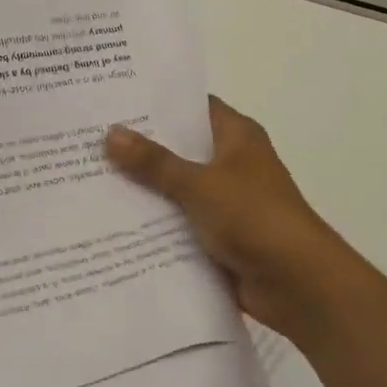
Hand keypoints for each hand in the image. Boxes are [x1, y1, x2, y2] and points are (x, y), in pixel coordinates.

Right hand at [105, 97, 358, 345]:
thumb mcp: (200, 185)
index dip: (155, 104)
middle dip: (138, 148)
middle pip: (178, 148)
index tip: (111, 102)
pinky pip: (178, 223)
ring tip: (88, 179)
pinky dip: (153, 224)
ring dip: (142, 189)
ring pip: (174, 188)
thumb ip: (154, 162)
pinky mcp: (217, 236)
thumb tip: (110, 133)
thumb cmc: (256, 218)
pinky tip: (111, 222)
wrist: (299, 284)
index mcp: (236, 136)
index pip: (191, 107)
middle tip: (87, 140)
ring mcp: (224, 201)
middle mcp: (231, 163)